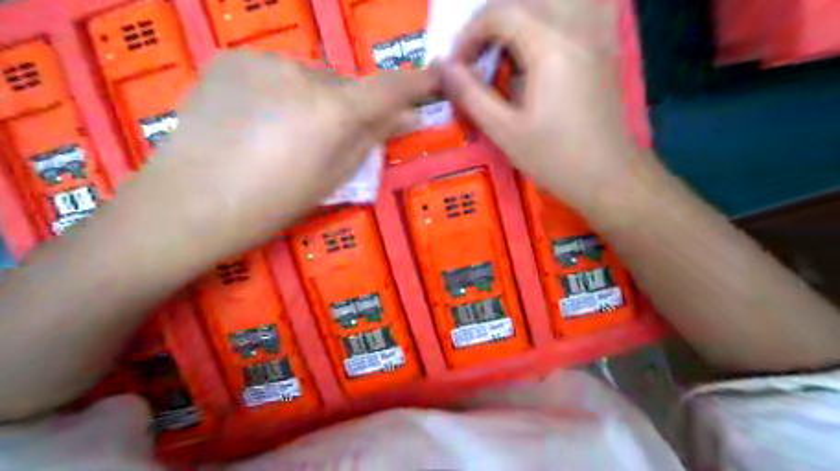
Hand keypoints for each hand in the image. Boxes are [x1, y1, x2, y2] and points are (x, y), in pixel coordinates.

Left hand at [126, 49, 436, 254]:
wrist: (187, 204)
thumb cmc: (271, 205)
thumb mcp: (332, 180)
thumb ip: (370, 141)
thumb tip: (405, 118)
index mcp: (333, 111)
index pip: (390, 88)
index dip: (418, 83)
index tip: (438, 77)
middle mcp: (304, 73)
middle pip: (346, 85)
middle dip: (351, 107)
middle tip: (335, 140)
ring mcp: (264, 60)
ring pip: (310, 78)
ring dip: (314, 99)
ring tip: (287, 135)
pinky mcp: (231, 58)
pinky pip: (276, 73)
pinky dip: (281, 92)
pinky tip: (258, 121)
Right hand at [443, 1, 639, 209]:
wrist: (608, 175)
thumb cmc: (554, 157)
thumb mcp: (504, 131)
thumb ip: (470, 95)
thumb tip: (443, 67)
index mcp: (550, 46)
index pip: (500, 14)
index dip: (470, 34)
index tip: (458, 66)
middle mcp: (577, 26)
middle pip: (525, 0)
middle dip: (492, 21)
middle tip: (478, 55)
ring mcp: (598, 31)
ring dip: (524, 13)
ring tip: (507, 45)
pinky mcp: (608, 44)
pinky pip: (590, 5)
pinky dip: (562, 9)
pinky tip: (548, 33)